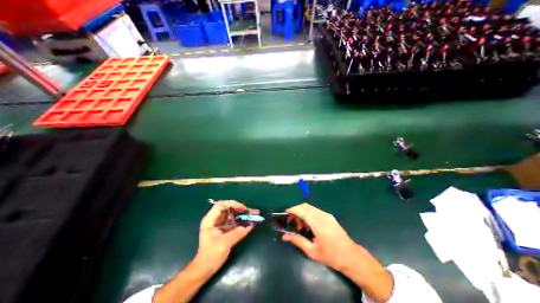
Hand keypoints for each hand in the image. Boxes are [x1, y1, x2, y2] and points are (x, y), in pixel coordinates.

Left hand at [196, 201, 256, 272]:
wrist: (204, 270)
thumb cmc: (210, 256)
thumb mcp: (224, 243)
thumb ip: (237, 233)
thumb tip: (250, 225)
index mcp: (210, 220)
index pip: (221, 205)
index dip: (232, 204)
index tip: (242, 208)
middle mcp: (215, 220)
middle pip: (229, 209)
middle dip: (241, 209)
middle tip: (252, 211)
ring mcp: (220, 225)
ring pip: (233, 215)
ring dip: (243, 214)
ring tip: (254, 214)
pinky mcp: (224, 230)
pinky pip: (234, 222)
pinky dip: (242, 221)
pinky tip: (250, 222)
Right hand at [281, 202, 356, 270]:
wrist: (351, 256)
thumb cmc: (331, 256)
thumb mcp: (312, 251)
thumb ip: (297, 241)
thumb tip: (284, 236)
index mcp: (318, 223)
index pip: (302, 210)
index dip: (293, 210)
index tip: (285, 213)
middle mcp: (322, 215)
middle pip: (305, 206)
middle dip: (296, 210)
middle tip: (291, 221)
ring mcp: (327, 215)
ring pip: (310, 208)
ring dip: (302, 212)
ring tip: (300, 226)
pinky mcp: (329, 216)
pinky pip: (315, 211)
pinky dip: (308, 214)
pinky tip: (309, 225)